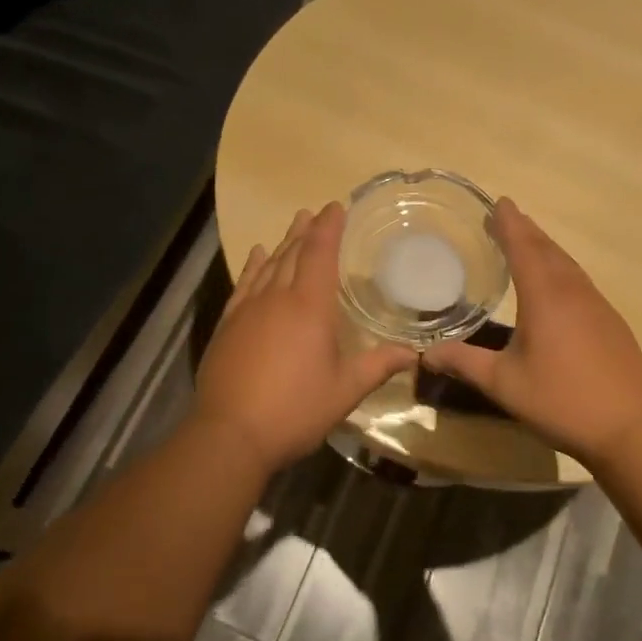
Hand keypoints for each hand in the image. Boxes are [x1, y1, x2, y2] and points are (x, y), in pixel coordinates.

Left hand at [192, 203, 415, 475]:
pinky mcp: (227, 325)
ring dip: (282, 243)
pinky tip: (257, 257)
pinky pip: (243, 284)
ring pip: (268, 266)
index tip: (335, 206)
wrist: (230, 434)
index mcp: (309, 307)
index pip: (320, 254)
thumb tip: (414, 353)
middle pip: (293, 254)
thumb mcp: (344, 391)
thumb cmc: (294, 410)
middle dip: (306, 231)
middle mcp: (277, 298)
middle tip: (314, 212)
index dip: (329, 228)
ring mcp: (247, 310)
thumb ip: (378, 366)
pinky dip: (252, 266)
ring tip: (293, 225)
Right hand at [422, 198, 641, 467]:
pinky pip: (580, 281)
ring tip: (526, 242)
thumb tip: (426, 353)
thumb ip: (464, 363)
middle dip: (525, 230)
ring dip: (545, 247)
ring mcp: (597, 305)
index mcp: (545, 297)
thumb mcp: (503, 384)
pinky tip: (556, 284)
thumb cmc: (561, 401)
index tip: (498, 202)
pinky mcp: (611, 322)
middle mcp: (573, 291)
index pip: (524, 247)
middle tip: (505, 217)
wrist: (630, 429)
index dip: (509, 224)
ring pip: (567, 264)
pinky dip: (561, 269)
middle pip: (547, 249)